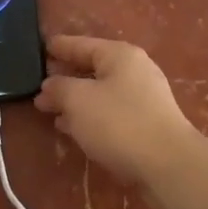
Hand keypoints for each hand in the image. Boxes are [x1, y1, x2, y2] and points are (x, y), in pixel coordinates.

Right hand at [35, 35, 201, 186]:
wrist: (168, 164)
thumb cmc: (119, 123)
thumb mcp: (79, 101)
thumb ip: (59, 88)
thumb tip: (49, 85)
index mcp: (120, 55)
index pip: (82, 44)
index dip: (60, 47)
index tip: (40, 47)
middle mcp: (134, 70)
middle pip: (92, 68)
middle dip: (65, 77)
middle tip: (39, 85)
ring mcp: (144, 97)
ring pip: (100, 92)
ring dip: (75, 100)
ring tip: (49, 109)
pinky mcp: (147, 123)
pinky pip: (110, 112)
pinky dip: (90, 116)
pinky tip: (72, 128)